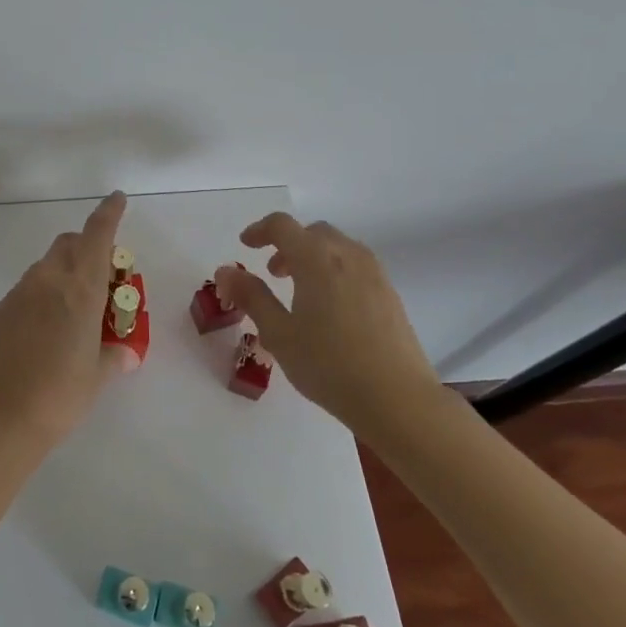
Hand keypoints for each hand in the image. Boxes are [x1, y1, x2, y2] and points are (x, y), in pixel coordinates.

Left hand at [0, 191, 134, 450]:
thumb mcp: (97, 376)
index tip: (116, 198)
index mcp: (80, 290)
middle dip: (85, 248)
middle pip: (68, 244)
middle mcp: (48, 281)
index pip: (97, 236)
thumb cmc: (61, 395)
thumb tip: (126, 353)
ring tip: (70, 311)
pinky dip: (38, 298)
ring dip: (61, 274)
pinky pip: (24, 293)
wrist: (1, 417)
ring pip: (44, 267)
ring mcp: (18, 294)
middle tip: (99, 277)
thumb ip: (114, 356)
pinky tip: (40, 333)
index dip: (108, 213)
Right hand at [215, 212, 441, 437]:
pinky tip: (331, 308)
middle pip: (312, 233)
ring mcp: (374, 273)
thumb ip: (251, 297)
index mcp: (316, 258)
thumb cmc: (330, 365)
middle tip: (273, 272)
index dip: (259, 230)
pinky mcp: (390, 294)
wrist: (399, 400)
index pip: (282, 226)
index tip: (245, 245)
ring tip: (301, 291)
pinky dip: (335, 270)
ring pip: (337, 247)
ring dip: (313, 257)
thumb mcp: (278, 333)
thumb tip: (226, 271)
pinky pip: (356, 266)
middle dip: (288, 244)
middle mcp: (347, 255)